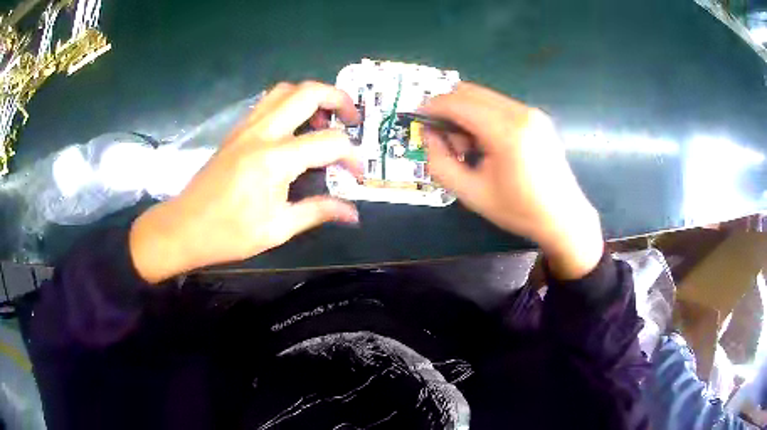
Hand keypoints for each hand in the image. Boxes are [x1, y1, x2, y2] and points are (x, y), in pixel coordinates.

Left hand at [130, 82, 362, 282]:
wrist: (183, 227)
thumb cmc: (228, 234)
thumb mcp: (277, 229)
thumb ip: (318, 212)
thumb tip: (353, 214)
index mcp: (275, 160)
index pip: (329, 143)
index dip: (351, 156)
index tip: (357, 175)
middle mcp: (262, 133)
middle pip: (308, 93)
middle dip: (339, 99)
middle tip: (352, 119)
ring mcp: (246, 127)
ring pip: (286, 90)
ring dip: (312, 96)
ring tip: (323, 120)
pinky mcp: (237, 130)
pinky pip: (268, 102)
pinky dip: (290, 104)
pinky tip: (294, 128)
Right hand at [421, 82, 602, 279]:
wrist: (563, 217)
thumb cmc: (518, 210)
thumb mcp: (471, 194)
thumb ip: (440, 163)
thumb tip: (429, 135)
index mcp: (506, 132)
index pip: (458, 103)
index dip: (432, 107)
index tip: (418, 120)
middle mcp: (521, 113)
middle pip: (469, 92)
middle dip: (449, 110)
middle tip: (447, 141)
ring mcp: (532, 112)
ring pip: (484, 97)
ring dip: (466, 114)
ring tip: (470, 148)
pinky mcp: (537, 117)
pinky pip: (499, 105)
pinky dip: (483, 116)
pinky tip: (488, 144)